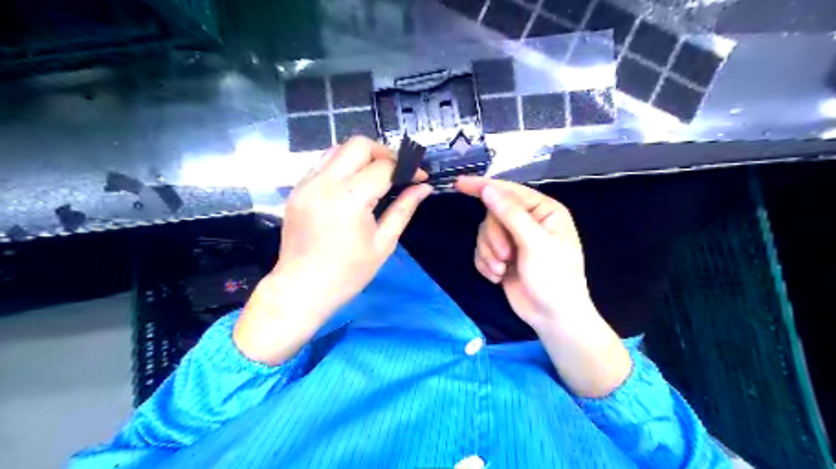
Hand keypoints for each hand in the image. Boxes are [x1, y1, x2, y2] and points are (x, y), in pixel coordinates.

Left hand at [235, 137, 429, 364]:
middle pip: (359, 144)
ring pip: (338, 148)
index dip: (407, 168)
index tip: (420, 177)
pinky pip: (323, 163)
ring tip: (376, 176)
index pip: (384, 166)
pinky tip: (352, 185)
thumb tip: (423, 187)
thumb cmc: (348, 273)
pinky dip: (342, 165)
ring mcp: (307, 183)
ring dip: (362, 156)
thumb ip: (404, 209)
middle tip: (397, 172)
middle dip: (384, 153)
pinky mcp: (297, 189)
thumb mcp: (383, 244)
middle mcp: (325, 182)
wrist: (301, 289)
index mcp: (351, 198)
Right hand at [455, 179, 629, 397]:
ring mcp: (514, 240)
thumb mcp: (534, 243)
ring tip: (502, 270)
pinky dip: (485, 264)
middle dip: (493, 238)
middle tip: (505, 256)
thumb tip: (487, 188)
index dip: (483, 186)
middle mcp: (528, 221)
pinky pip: (482, 251)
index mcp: (543, 211)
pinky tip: (498, 277)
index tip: (459, 183)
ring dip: (489, 253)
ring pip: (484, 234)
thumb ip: (510, 213)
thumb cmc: (553, 277)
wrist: (553, 318)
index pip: (509, 191)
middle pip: (492, 215)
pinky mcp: (503, 257)